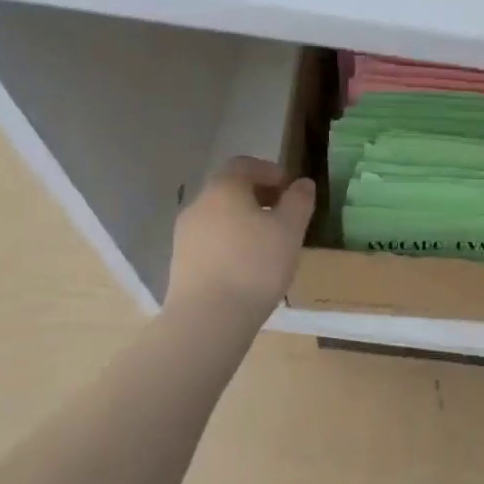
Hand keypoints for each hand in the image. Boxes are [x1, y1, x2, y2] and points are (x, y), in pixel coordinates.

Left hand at [164, 157, 315, 322]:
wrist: (207, 319)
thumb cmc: (255, 266)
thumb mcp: (290, 230)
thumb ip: (299, 202)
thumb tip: (303, 183)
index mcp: (224, 188)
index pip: (244, 164)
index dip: (270, 172)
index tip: (290, 190)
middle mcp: (198, 204)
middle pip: (230, 190)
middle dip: (258, 198)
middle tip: (283, 217)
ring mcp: (185, 235)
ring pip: (219, 217)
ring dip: (243, 222)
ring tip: (268, 245)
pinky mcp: (181, 263)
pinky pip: (210, 242)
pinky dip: (230, 244)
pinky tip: (247, 267)